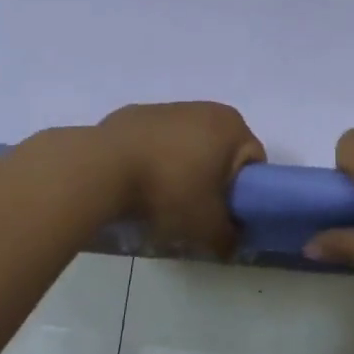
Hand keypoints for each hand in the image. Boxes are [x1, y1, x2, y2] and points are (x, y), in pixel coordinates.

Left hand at [97, 102, 264, 258]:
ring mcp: (168, 107)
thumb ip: (228, 238)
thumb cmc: (169, 189)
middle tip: (195, 209)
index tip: (224, 214)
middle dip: (212, 179)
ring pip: (188, 144)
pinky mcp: (136, 114)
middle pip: (221, 151)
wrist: (101, 168)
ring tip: (161, 199)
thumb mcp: (206, 226)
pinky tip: (137, 182)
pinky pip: (157, 141)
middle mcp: (206, 108)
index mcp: (231, 126)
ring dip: (183, 169)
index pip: (253, 162)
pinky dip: (154, 159)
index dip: (243, 192)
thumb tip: (234, 246)